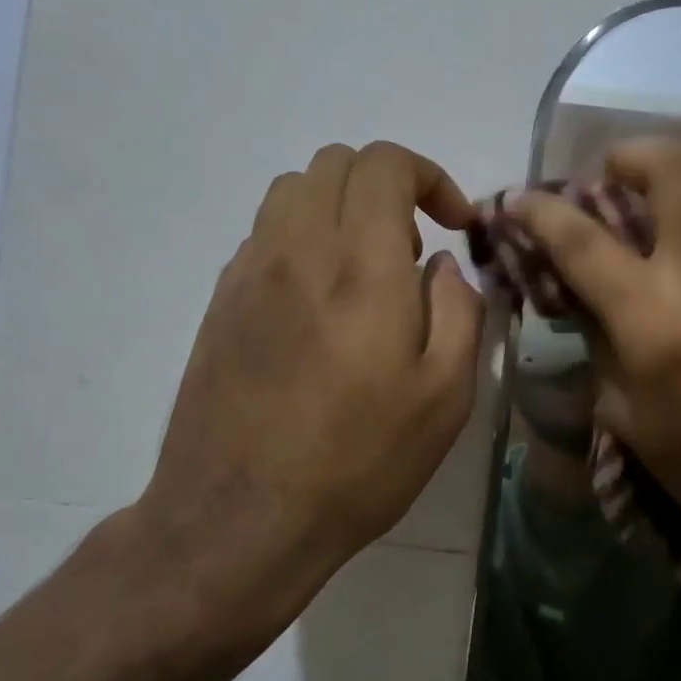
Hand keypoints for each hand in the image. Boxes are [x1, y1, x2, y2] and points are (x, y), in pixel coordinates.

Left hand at [127, 142, 484, 641]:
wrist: (242, 518)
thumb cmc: (360, 460)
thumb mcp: (445, 396)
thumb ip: (460, 311)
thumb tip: (445, 266)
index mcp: (362, 265)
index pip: (385, 163)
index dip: (429, 176)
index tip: (454, 224)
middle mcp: (299, 249)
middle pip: (335, 162)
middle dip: (387, 187)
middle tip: (411, 251)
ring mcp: (249, 272)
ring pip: (293, 192)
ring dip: (340, 208)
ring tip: (364, 273)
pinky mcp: (220, 302)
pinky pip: (265, 236)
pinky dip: (303, 240)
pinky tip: (319, 307)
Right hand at [509, 138, 680, 585]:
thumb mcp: (625, 415)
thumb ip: (598, 338)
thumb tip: (578, 288)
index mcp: (653, 322)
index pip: (582, 240)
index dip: (538, 211)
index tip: (515, 200)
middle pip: (670, 166)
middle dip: (625, 156)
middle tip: (605, 182)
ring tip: (660, 188)